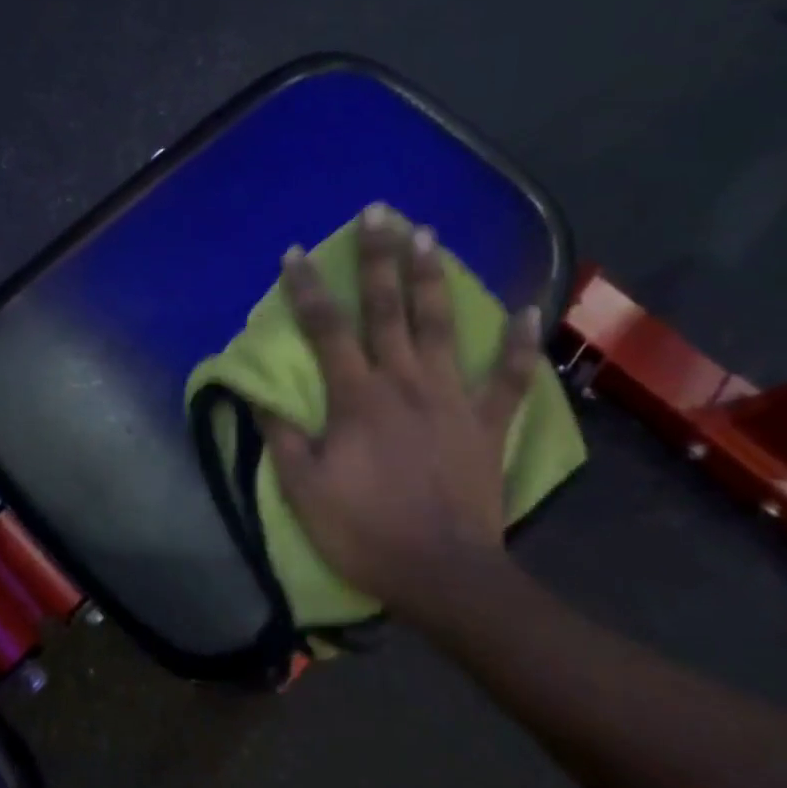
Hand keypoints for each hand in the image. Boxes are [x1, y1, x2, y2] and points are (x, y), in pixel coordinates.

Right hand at [261, 204, 537, 627]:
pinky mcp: (487, 424)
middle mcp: (405, 382)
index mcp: (357, 397)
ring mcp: (452, 399)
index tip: (295, 253)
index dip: (307, 288)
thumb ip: (282, 435)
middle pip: (389, 308)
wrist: (443, 576)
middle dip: (379, 257)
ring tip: (429, 234)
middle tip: (379, 211)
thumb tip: (260, 395)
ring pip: (443, 326)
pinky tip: (526, 308)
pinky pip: (510, 378)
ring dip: (434, 278)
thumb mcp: (303, 488)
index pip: (326, 328)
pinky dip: (520, 343)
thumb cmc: (364, 530)